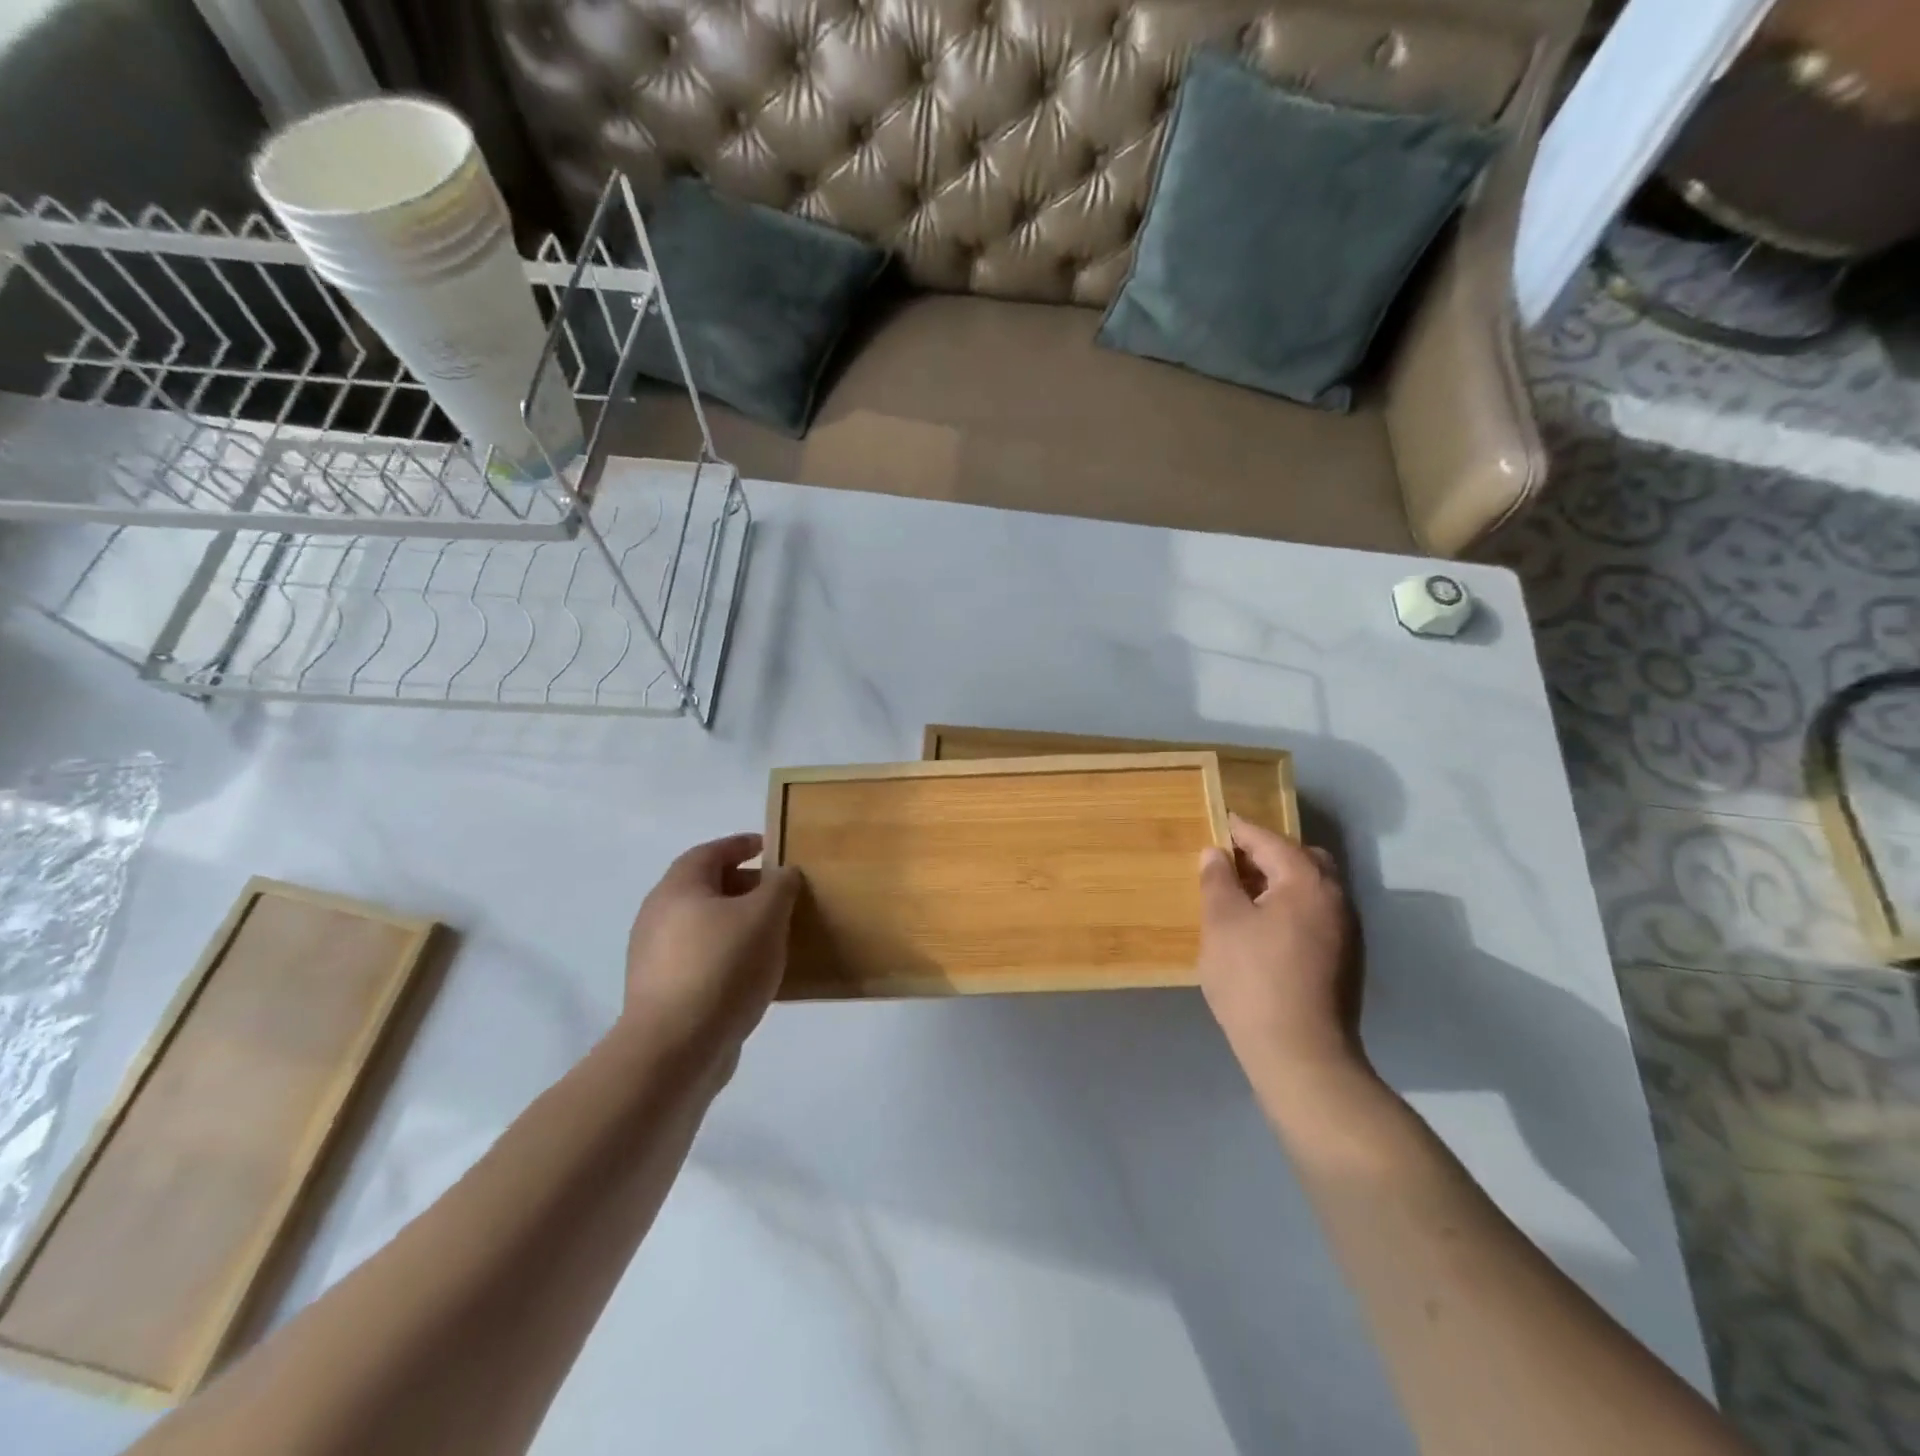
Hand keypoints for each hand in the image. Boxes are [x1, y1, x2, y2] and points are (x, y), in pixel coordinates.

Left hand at [623, 833, 801, 1067]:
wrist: (675, 1049)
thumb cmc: (722, 967)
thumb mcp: (765, 916)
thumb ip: (779, 886)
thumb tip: (783, 873)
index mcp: (678, 888)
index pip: (710, 852)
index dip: (740, 845)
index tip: (770, 846)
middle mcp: (658, 916)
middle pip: (705, 888)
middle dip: (743, 885)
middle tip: (779, 893)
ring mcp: (655, 958)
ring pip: (703, 926)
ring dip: (737, 923)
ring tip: (773, 933)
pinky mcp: (662, 993)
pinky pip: (701, 959)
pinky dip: (728, 954)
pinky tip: (754, 972)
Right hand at [1197, 814, 1365, 1091]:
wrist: (1300, 1053)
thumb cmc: (1253, 978)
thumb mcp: (1222, 922)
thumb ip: (1217, 880)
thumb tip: (1216, 854)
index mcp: (1307, 881)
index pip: (1270, 840)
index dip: (1240, 831)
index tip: (1218, 824)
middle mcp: (1336, 898)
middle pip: (1302, 860)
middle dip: (1267, 855)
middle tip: (1232, 863)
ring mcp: (1346, 931)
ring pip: (1311, 889)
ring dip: (1280, 883)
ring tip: (1243, 897)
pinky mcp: (1345, 960)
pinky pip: (1315, 915)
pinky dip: (1290, 908)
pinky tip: (1264, 930)